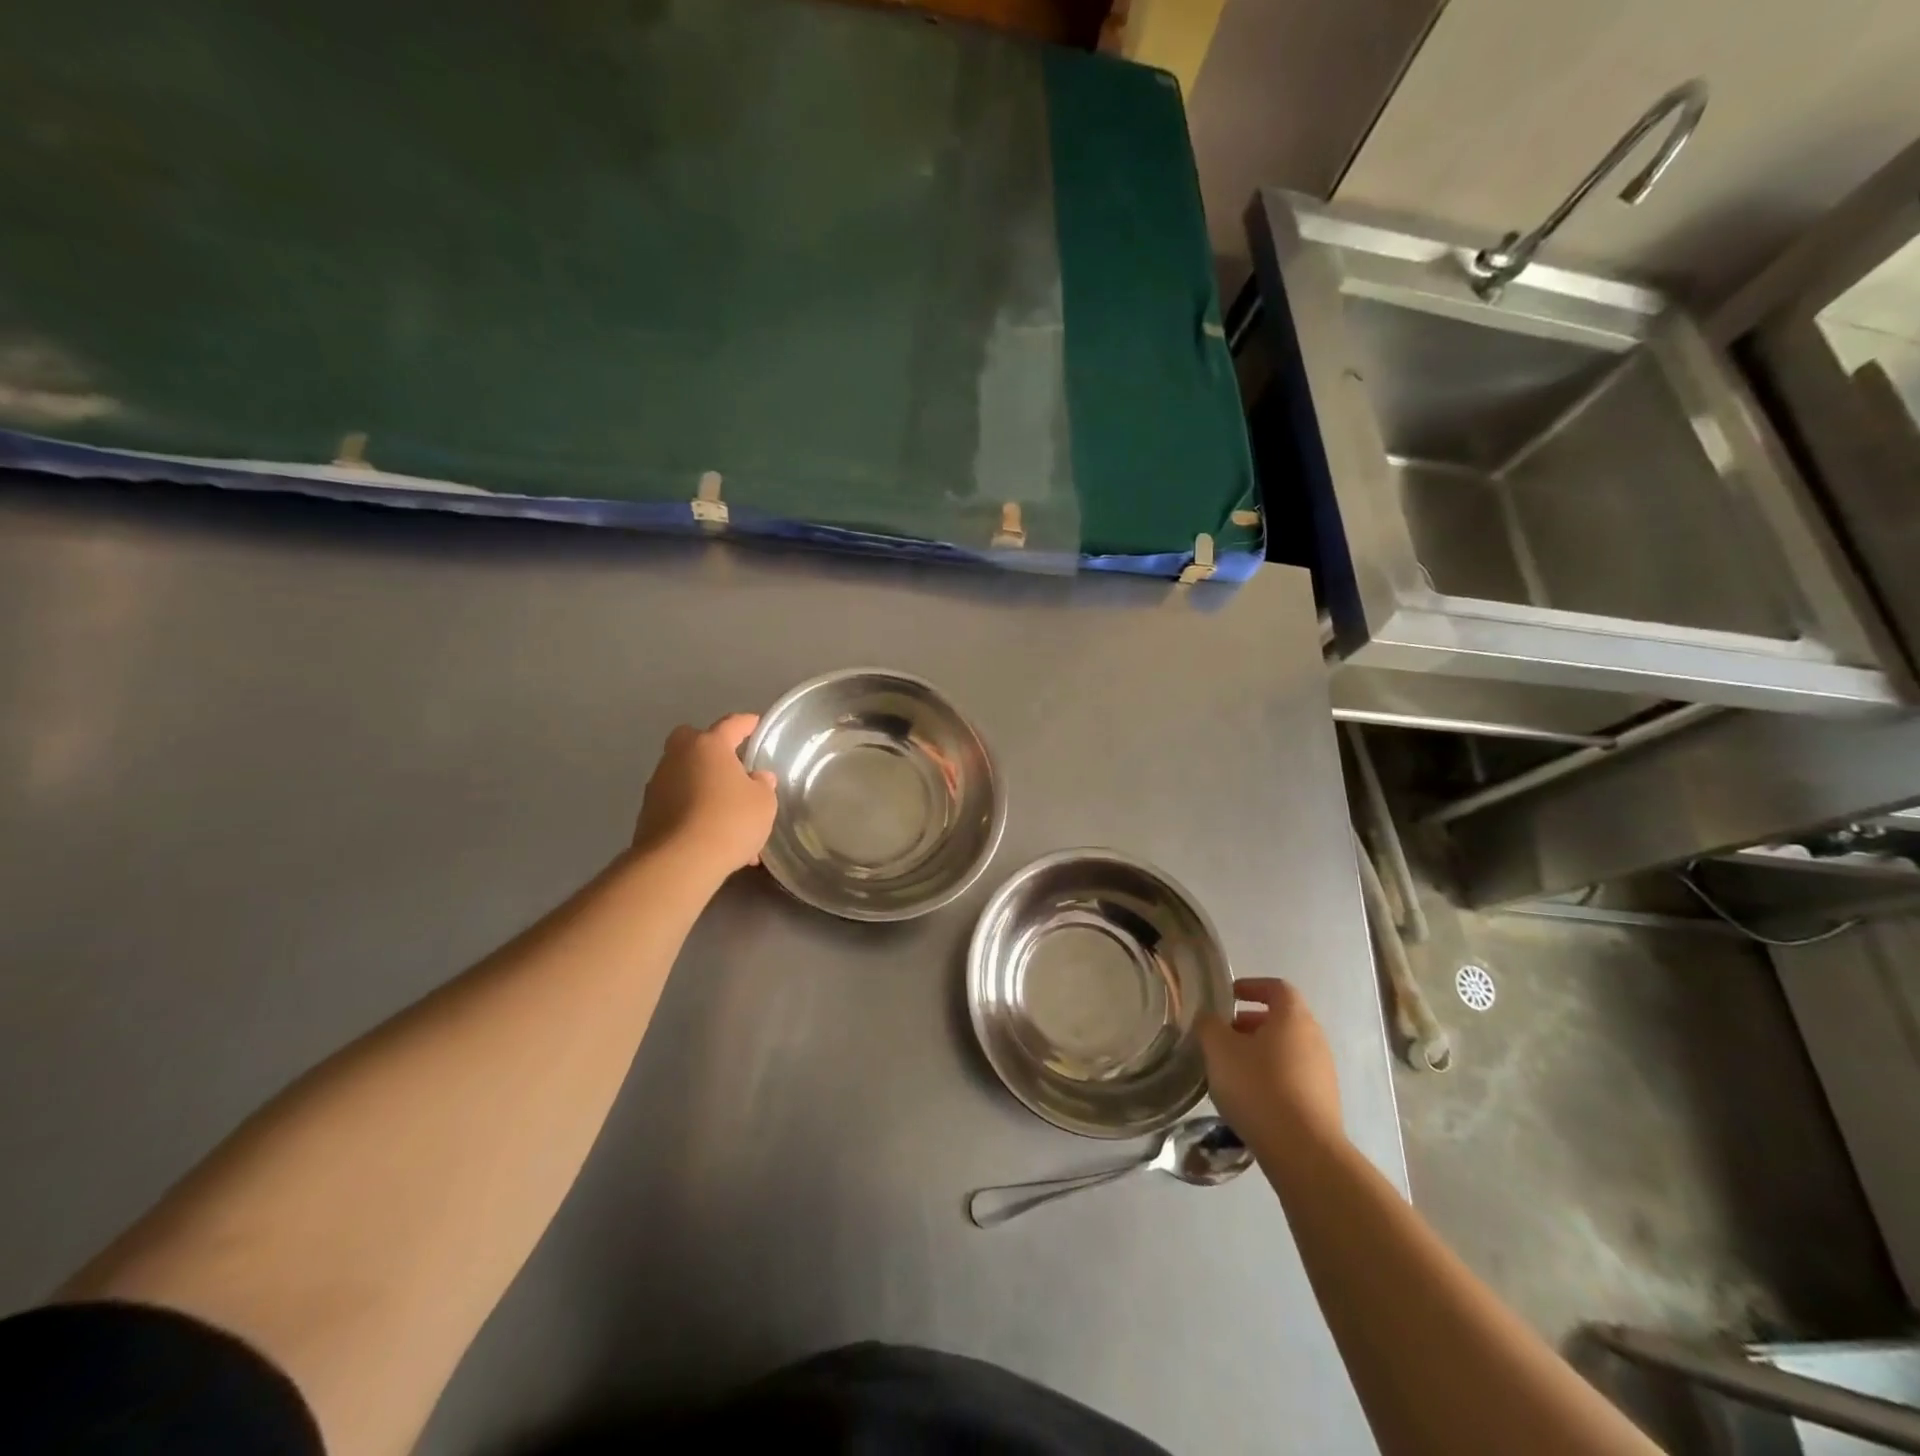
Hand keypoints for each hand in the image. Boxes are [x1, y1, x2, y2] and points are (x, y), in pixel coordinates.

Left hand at [632, 713, 777, 877]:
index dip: (746, 723)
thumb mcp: (763, 803)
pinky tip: (712, 838)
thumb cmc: (729, 821)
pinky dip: (693, 814)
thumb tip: (757, 777)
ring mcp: (658, 785)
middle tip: (730, 765)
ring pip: (685, 776)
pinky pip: (678, 805)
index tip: (755, 723)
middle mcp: (678, 758)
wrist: (679, 862)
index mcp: (709, 746)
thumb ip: (762, 785)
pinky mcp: (647, 814)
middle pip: (692, 740)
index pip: (731, 725)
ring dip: (702, 787)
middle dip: (709, 749)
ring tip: (728, 817)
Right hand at [1198, 977, 1342, 1158]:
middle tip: (1223, 1036)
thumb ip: (1209, 1025)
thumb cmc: (1258, 1087)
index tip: (1228, 997)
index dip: (1251, 987)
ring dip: (1259, 1052)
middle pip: (1282, 1020)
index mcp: (1293, 1017)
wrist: (1303, 1151)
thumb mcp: (1219, 1049)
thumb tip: (1209, 1019)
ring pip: (1287, 1050)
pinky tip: (1250, 1097)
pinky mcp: (1324, 1103)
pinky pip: (1293, 1077)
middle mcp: (1315, 1039)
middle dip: (1250, 1023)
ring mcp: (1323, 1073)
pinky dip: (1271, 1077)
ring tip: (1230, 1069)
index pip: (1276, 987)